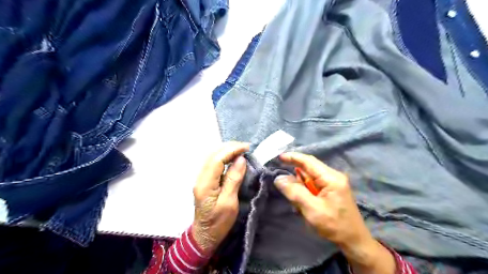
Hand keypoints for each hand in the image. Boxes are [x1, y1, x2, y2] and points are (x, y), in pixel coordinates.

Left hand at [191, 142, 248, 254]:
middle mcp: (200, 178)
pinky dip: (224, 157)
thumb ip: (233, 179)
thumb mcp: (229, 203)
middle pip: (213, 154)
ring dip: (227, 150)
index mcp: (205, 184)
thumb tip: (241, 159)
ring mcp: (201, 178)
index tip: (246, 148)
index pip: (217, 159)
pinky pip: (214, 163)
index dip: (232, 150)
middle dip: (229, 147)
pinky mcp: (205, 180)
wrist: (205, 235)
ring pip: (212, 157)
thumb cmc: (219, 222)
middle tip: (246, 147)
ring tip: (241, 150)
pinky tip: (233, 157)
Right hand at [274, 152, 395, 273]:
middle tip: (292, 198)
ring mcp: (333, 183)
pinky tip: (306, 208)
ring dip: (301, 191)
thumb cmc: (335, 225)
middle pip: (308, 170)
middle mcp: (333, 176)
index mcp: (331, 178)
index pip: (308, 161)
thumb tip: (279, 178)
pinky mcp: (331, 190)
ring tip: (301, 208)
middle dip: (296, 181)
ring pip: (309, 179)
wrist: (354, 241)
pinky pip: (313, 187)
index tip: (279, 157)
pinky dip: (306, 195)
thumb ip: (295, 192)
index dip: (293, 157)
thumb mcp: (312, 209)